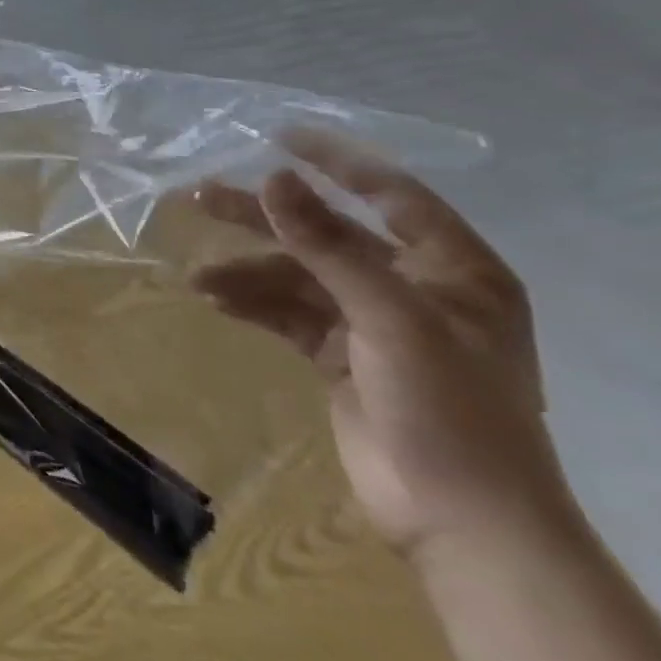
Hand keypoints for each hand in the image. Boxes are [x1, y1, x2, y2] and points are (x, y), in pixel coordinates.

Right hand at [192, 128, 569, 558]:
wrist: (461, 523)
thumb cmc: (449, 408)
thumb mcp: (389, 318)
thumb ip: (326, 245)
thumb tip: (271, 177)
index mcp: (454, 271)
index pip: (392, 194)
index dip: (337, 162)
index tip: (278, 137)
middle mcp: (415, 288)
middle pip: (328, 232)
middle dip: (266, 216)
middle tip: (201, 196)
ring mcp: (375, 322)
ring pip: (298, 274)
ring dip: (248, 270)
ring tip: (198, 273)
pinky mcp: (341, 354)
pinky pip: (287, 311)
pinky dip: (252, 303)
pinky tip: (215, 300)